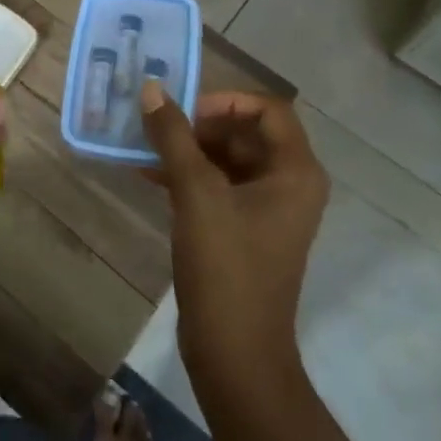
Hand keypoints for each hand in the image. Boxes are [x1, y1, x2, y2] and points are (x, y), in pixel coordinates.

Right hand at [140, 82, 328, 396]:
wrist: (235, 352)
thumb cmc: (226, 266)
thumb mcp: (196, 194)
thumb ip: (174, 137)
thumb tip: (152, 89)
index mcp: (295, 172)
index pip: (268, 109)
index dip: (226, 100)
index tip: (185, 111)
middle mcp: (289, 185)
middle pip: (246, 132)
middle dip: (200, 125)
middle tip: (158, 127)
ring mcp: (268, 210)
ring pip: (229, 160)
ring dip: (189, 150)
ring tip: (145, 148)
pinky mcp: (245, 230)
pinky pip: (219, 187)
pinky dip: (189, 176)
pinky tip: (150, 175)